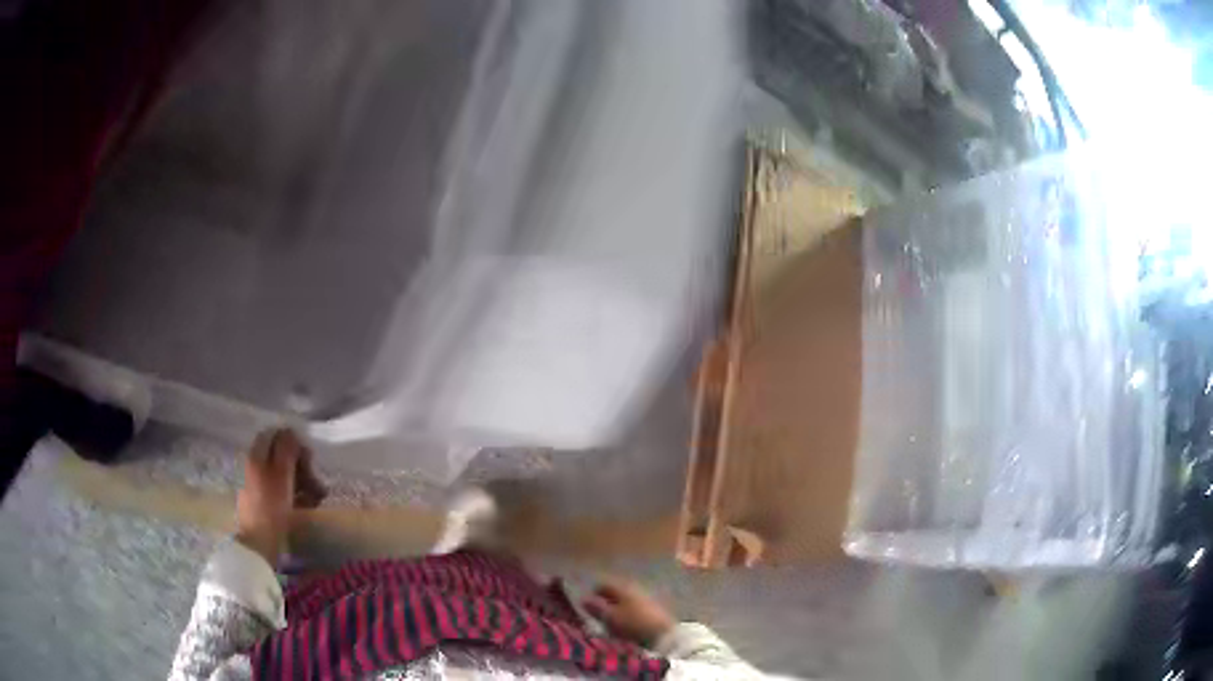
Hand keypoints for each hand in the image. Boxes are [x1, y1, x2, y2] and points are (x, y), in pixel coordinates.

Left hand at [235, 428, 325, 564]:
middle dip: (301, 466)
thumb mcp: (281, 474)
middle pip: (280, 456)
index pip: (275, 436)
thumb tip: (291, 430)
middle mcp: (255, 466)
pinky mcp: (263, 503)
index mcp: (256, 455)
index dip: (293, 443)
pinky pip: (282, 491)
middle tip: (315, 480)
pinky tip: (306, 506)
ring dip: (302, 482)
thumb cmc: (271, 507)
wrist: (259, 543)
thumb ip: (286, 450)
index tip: (309, 458)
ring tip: (316, 497)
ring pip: (283, 475)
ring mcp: (258, 485)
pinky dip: (295, 495)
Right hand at [583, 578, 675, 647]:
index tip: (585, 604)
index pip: (603, 584)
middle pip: (615, 592)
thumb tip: (583, 598)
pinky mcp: (654, 609)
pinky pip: (635, 608)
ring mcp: (646, 598)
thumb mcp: (610, 617)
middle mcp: (635, 588)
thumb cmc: (633, 624)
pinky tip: (625, 625)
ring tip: (610, 622)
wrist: (664, 635)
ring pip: (625, 600)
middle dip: (605, 601)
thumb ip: (596, 607)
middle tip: (597, 614)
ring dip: (616, 608)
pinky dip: (627, 614)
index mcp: (623, 587)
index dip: (593, 592)